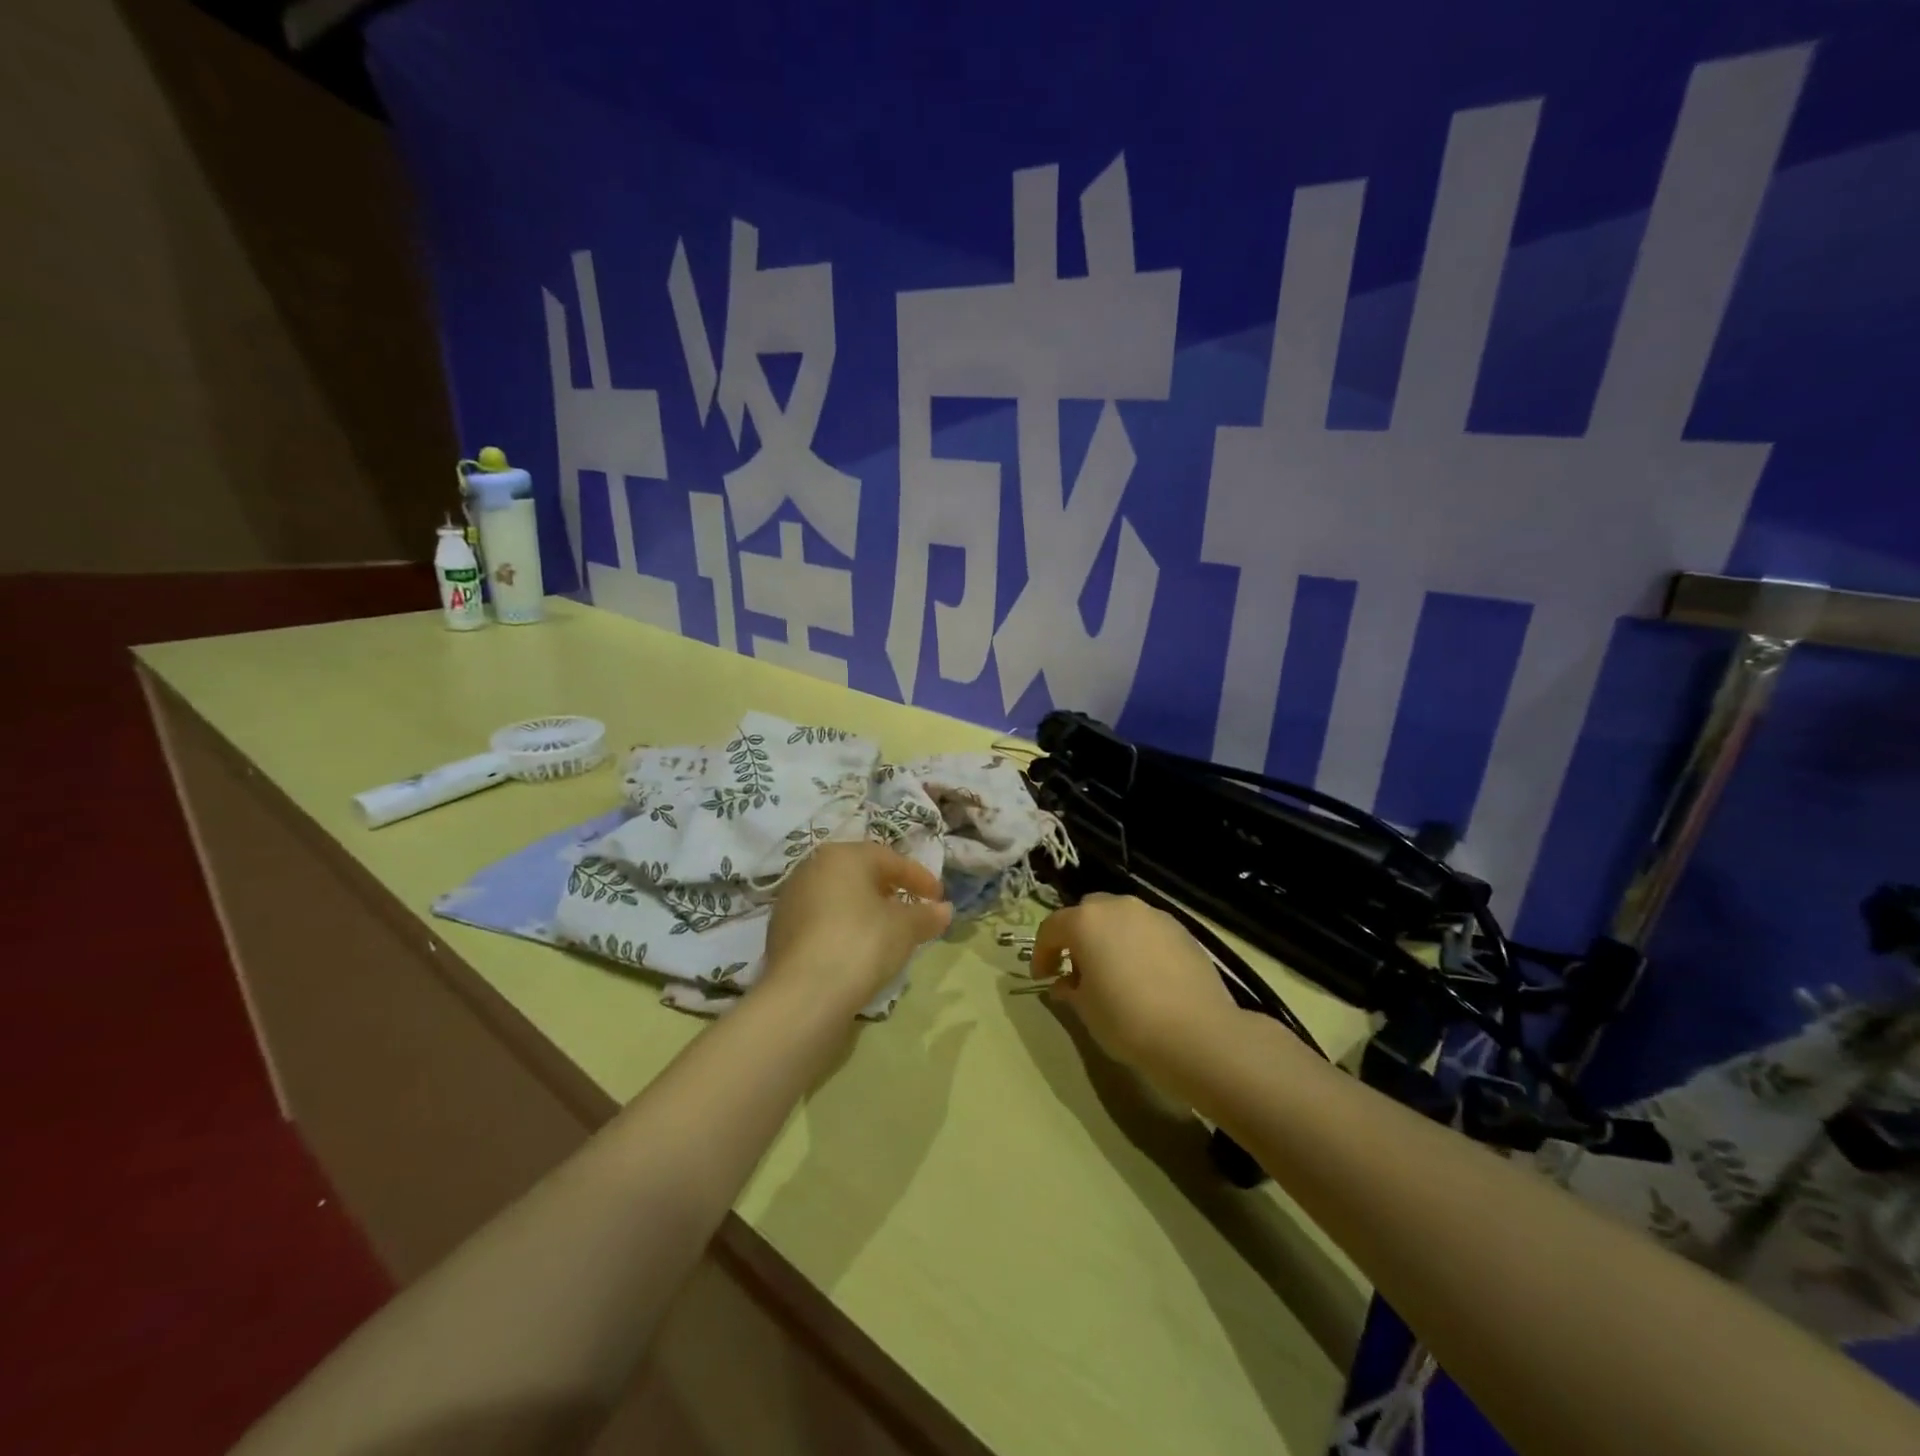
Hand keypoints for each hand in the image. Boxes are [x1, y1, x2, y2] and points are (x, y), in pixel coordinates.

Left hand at [762, 842, 953, 1014]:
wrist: (804, 994)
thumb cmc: (862, 943)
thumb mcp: (904, 928)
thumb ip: (926, 915)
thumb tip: (944, 910)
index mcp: (843, 855)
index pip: (890, 859)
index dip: (919, 878)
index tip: (939, 898)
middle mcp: (812, 867)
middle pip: (860, 874)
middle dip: (889, 890)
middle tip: (912, 909)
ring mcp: (791, 898)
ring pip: (838, 896)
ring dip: (865, 909)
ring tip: (886, 932)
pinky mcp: (779, 930)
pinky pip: (821, 919)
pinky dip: (843, 927)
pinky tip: (856, 948)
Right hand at [1030, 894, 1240, 1074]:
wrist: (1198, 1033)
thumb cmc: (1127, 1020)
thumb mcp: (1086, 1010)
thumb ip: (1070, 989)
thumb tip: (1065, 984)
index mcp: (1086, 921)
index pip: (1051, 928)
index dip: (1042, 953)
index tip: (1043, 978)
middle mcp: (1118, 907)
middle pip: (1088, 912)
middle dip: (1078, 936)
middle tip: (1078, 969)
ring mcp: (1153, 915)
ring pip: (1120, 918)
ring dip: (1110, 937)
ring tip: (1114, 972)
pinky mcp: (1182, 930)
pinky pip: (1147, 930)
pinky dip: (1138, 944)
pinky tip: (1145, 975)